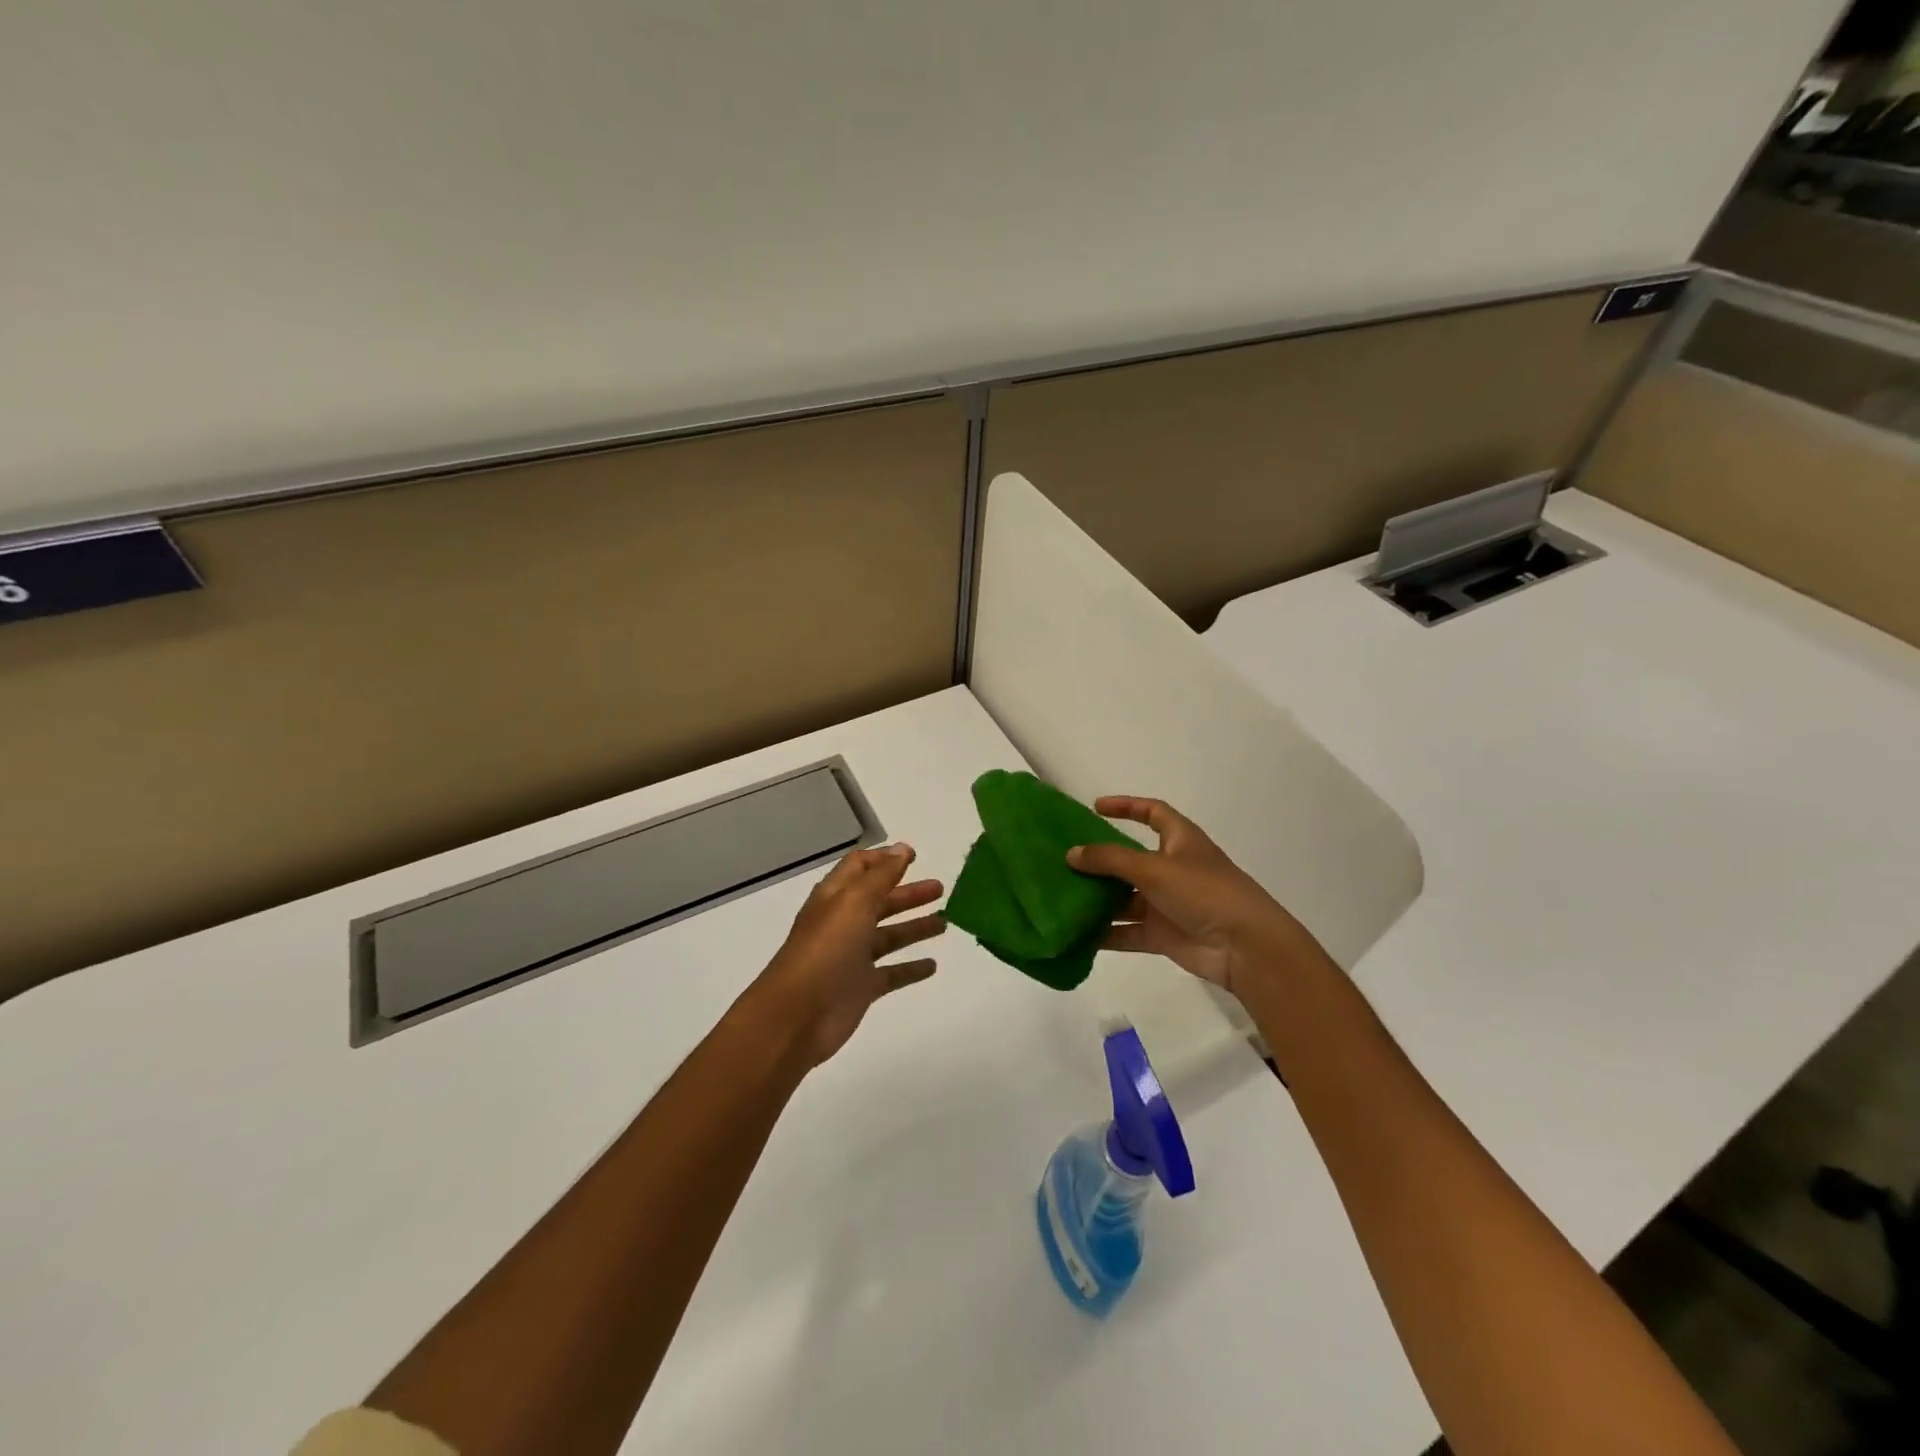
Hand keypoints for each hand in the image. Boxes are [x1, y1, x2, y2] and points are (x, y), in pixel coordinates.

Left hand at [743, 844, 945, 1067]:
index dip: (885, 859)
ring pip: (888, 936)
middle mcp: (843, 923)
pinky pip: (892, 973)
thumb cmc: (825, 950)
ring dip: (914, 926)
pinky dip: (911, 968)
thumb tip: (902, 849)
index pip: (860, 867)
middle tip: (940, 888)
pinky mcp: (861, 987)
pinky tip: (932, 965)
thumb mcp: (854, 903)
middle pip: (879, 900)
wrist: (797, 1016)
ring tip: (945, 922)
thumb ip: (881, 876)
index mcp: (836, 897)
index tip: (915, 855)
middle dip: (908, 893)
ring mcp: (852, 956)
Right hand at [1066, 797, 1329, 998]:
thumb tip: (1071, 854)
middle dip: (1101, 860)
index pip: (1153, 813)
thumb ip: (1110, 860)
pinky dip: (1105, 932)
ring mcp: (1167, 903)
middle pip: (1130, 859)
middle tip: (1064, 859)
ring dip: (1098, 898)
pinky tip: (1077, 933)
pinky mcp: (1163, 934)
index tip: (1096, 807)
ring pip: (1125, 897)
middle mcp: (1173, 868)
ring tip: (1061, 895)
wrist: (1245, 947)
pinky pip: (1127, 931)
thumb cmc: (1204, 892)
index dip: (1127, 806)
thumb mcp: (1154, 868)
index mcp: (1180, 841)